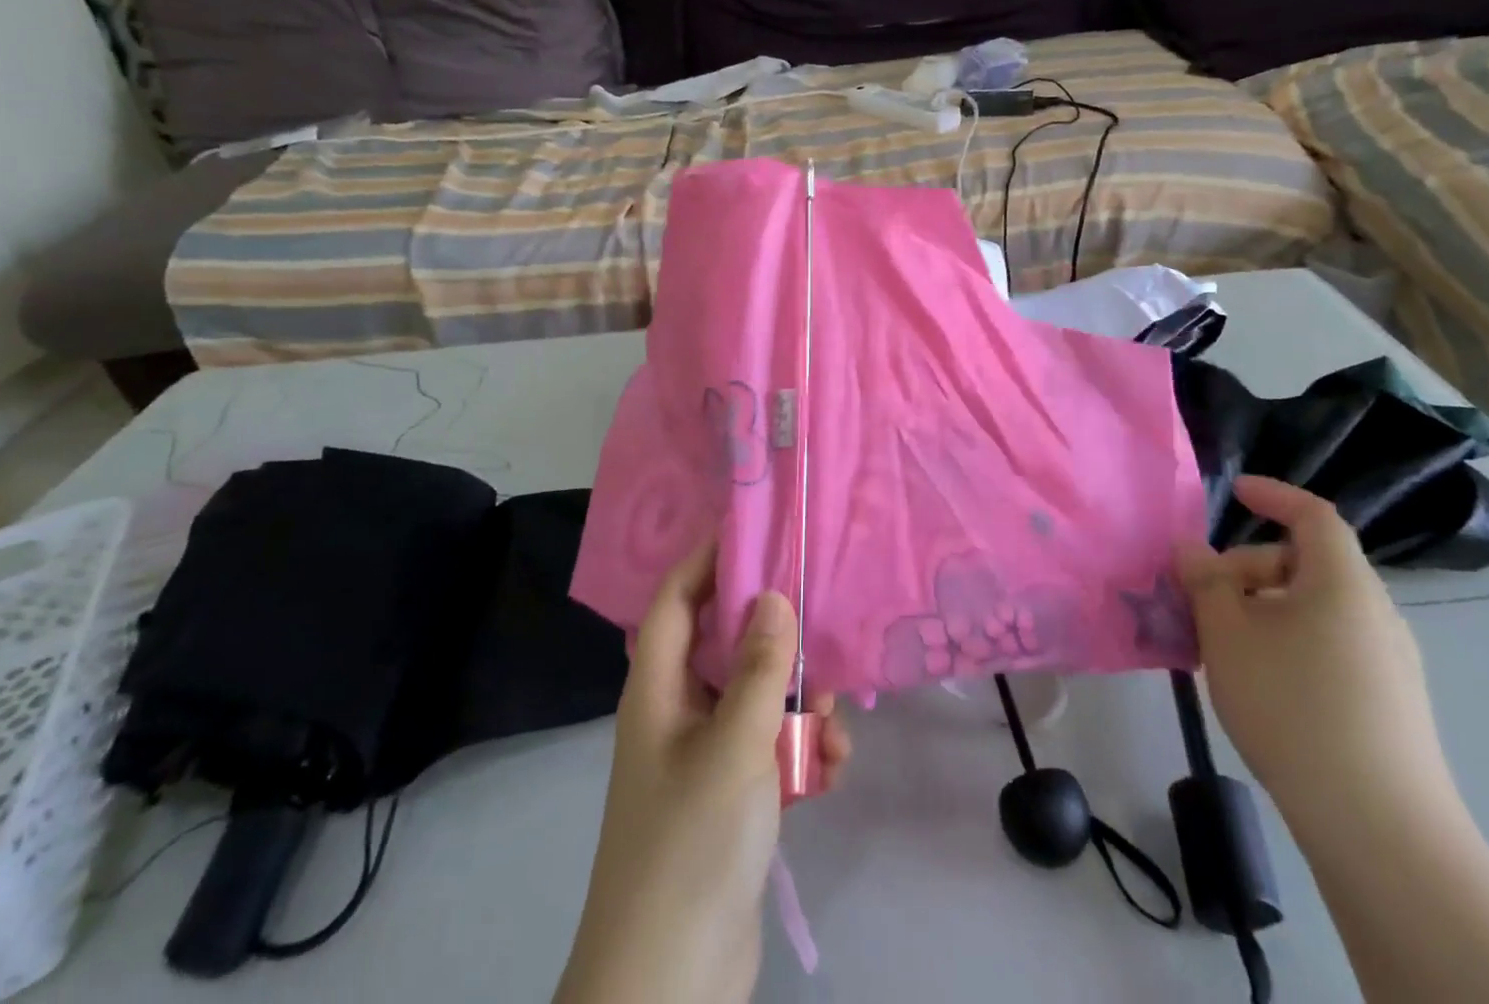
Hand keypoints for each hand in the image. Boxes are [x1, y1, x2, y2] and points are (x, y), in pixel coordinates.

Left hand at [555, 544, 851, 1003]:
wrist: (670, 986)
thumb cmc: (692, 842)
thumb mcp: (736, 744)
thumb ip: (760, 667)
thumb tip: (773, 596)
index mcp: (658, 690)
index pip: (676, 600)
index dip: (706, 560)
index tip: (754, 531)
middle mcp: (676, 714)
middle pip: (726, 646)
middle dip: (774, 641)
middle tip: (817, 636)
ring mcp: (703, 758)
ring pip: (756, 700)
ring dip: (798, 705)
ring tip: (831, 724)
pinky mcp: (730, 799)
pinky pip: (770, 750)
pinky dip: (800, 752)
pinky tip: (830, 771)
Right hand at [1175, 476, 1460, 848]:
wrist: (1379, 827)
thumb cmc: (1292, 705)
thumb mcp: (1227, 633)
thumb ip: (1205, 580)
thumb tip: (1192, 547)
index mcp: (1342, 583)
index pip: (1314, 515)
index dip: (1274, 496)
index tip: (1235, 491)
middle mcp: (1375, 612)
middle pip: (1306, 564)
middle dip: (1248, 569)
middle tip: (1204, 600)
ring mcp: (1390, 660)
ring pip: (1315, 608)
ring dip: (1264, 609)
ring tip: (1224, 647)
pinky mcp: (1391, 702)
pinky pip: (1330, 644)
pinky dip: (1289, 641)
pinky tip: (1261, 683)